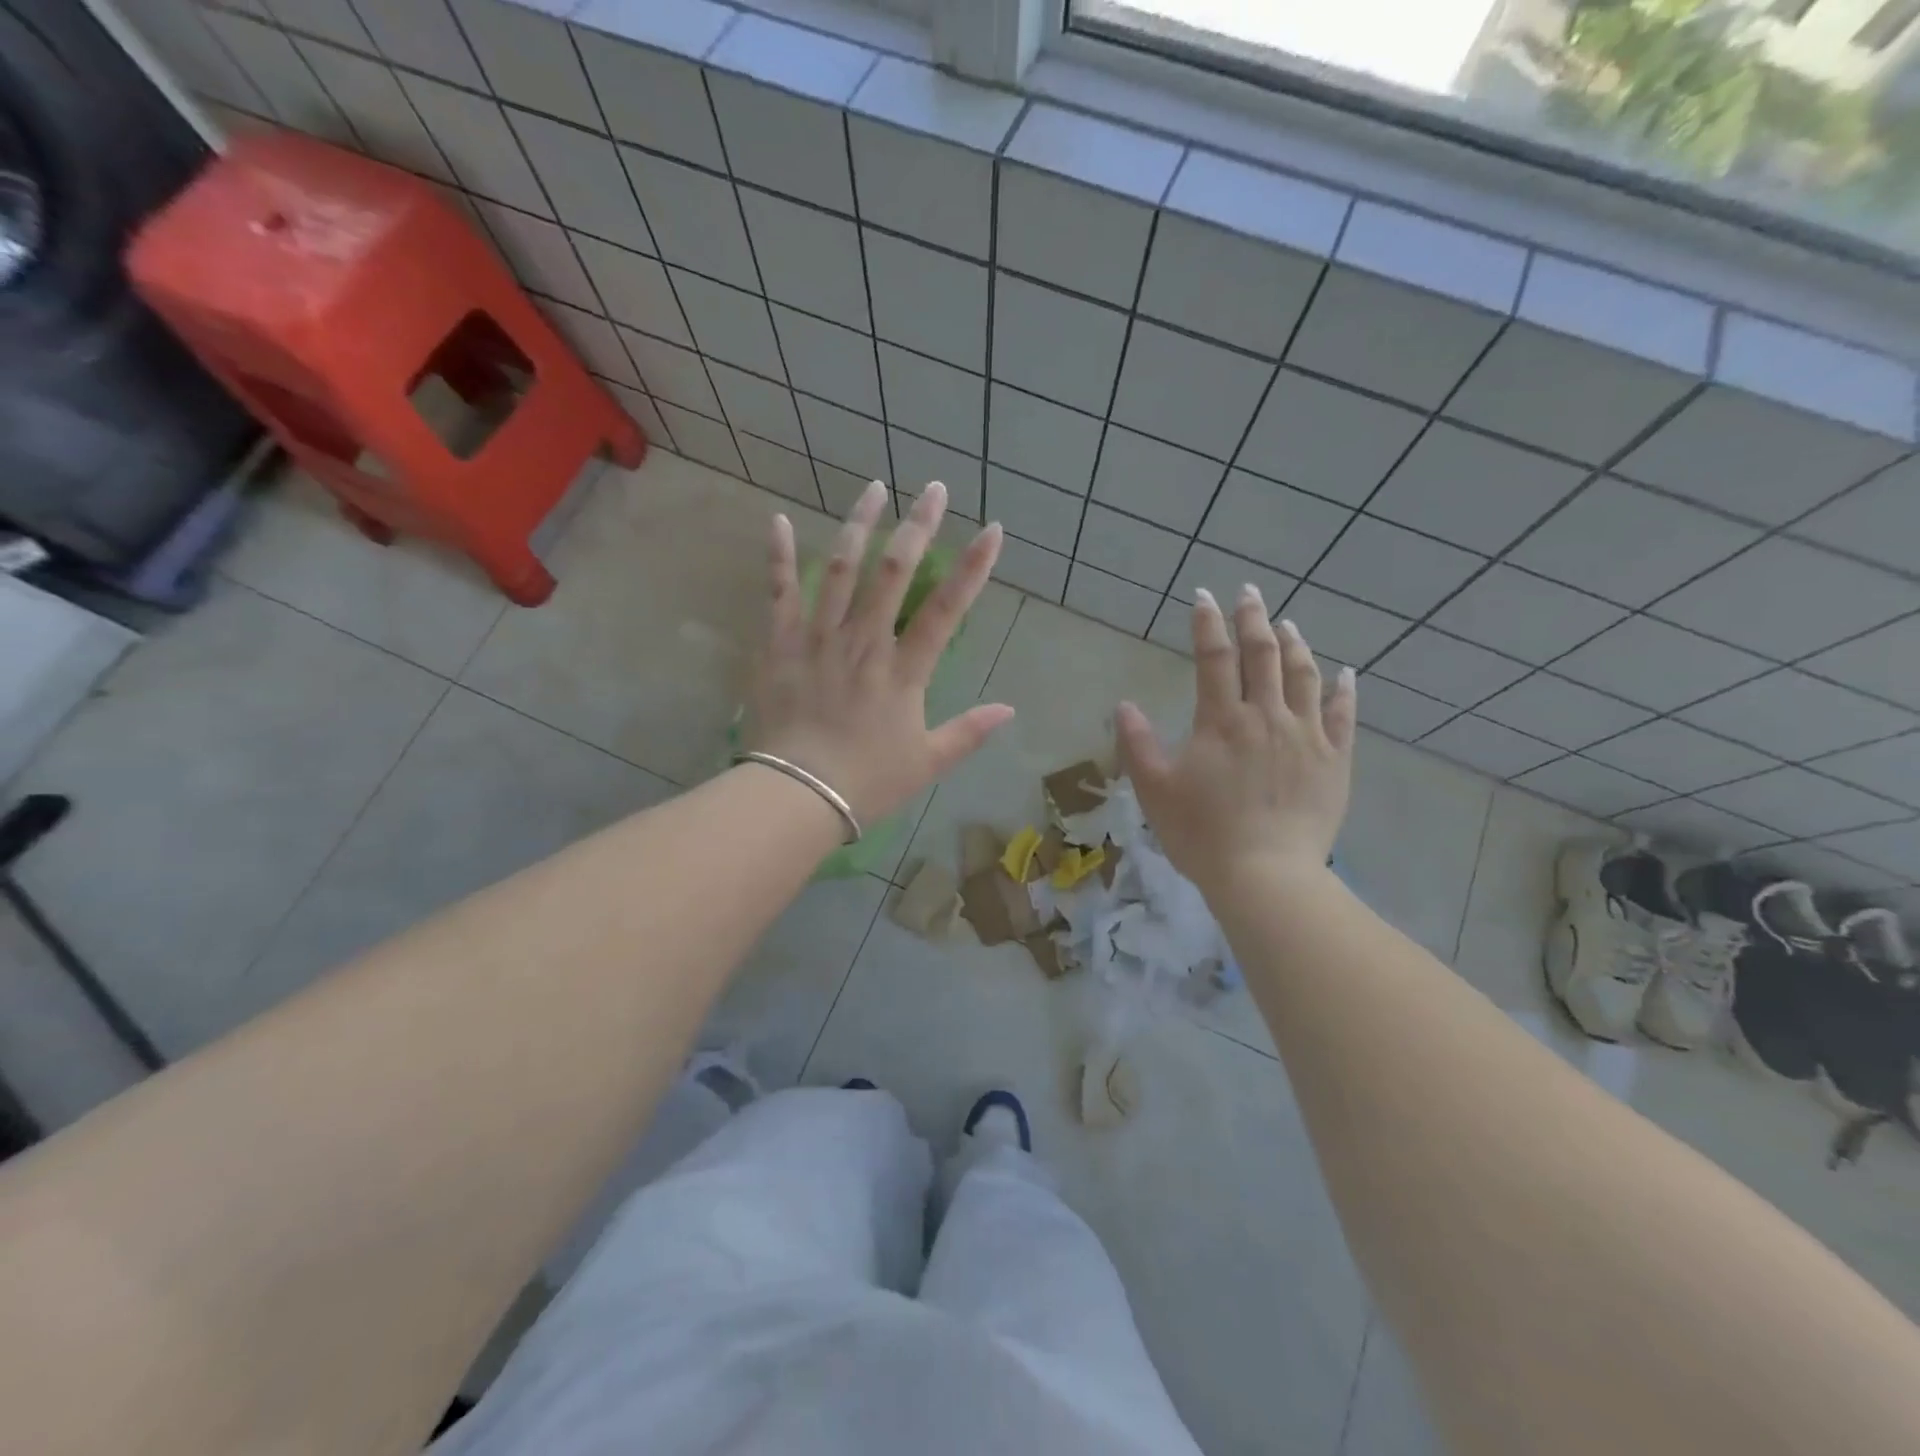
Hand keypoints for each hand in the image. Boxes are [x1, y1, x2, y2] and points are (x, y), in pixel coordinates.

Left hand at [748, 479, 1014, 824]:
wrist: (796, 796)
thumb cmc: (867, 782)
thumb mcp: (927, 763)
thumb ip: (969, 732)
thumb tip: (1009, 709)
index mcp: (904, 672)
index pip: (946, 610)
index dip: (972, 567)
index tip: (991, 529)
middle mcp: (864, 643)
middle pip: (894, 574)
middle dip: (917, 526)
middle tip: (932, 487)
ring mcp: (819, 639)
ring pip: (840, 570)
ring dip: (859, 525)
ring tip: (874, 487)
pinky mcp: (779, 646)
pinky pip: (779, 594)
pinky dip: (779, 556)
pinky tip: (780, 520)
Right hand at [1117, 586, 1356, 893]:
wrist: (1266, 876)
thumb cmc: (1202, 834)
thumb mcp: (1154, 790)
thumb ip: (1137, 744)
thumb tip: (1124, 704)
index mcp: (1221, 721)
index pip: (1214, 658)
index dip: (1207, 624)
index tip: (1203, 596)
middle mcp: (1267, 716)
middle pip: (1263, 655)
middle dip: (1253, 618)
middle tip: (1248, 592)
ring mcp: (1306, 736)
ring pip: (1304, 676)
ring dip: (1294, 644)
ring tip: (1288, 623)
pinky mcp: (1335, 761)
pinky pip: (1343, 716)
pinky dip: (1344, 690)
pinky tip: (1345, 673)